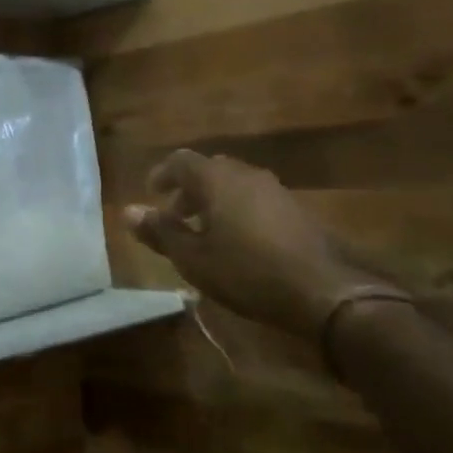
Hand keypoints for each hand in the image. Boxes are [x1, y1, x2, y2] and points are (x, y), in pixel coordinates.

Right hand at [125, 150, 397, 340]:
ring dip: (213, 202)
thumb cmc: (247, 272)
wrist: (324, 291)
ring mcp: (275, 190)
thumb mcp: (194, 259)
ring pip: (234, 185)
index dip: (162, 174)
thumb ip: (161, 232)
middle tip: (175, 217)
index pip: (181, 161)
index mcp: (217, 179)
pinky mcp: (296, 210)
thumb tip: (128, 212)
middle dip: (187, 190)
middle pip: (209, 170)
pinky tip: (238, 243)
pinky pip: (255, 199)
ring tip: (204, 234)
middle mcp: (246, 174)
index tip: (151, 194)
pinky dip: (237, 211)